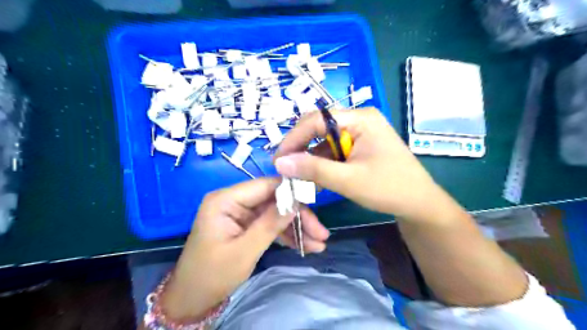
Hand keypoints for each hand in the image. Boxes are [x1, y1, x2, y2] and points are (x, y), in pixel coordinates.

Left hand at [159, 179, 327, 320]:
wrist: (192, 298)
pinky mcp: (246, 225)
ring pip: (275, 213)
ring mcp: (241, 213)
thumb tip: (296, 201)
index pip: (265, 185)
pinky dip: (286, 234)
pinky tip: (305, 245)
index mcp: (226, 200)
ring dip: (296, 227)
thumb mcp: (244, 251)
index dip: (291, 191)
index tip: (315, 201)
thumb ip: (270, 224)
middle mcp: (234, 201)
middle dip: (298, 216)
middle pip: (274, 200)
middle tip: (321, 233)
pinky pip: (269, 224)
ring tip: (319, 243)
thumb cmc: (212, 275)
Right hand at [275, 108, 444, 221]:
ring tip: (296, 176)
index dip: (294, 138)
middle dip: (300, 148)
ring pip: (323, 141)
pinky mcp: (358, 146)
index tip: (278, 159)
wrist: (419, 203)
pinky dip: (321, 164)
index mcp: (360, 118)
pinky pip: (333, 151)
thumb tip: (280, 162)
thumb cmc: (389, 188)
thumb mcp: (348, 180)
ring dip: (309, 159)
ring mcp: (359, 133)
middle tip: (284, 168)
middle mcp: (358, 120)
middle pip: (318, 128)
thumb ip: (313, 169)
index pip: (316, 120)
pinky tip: (313, 178)